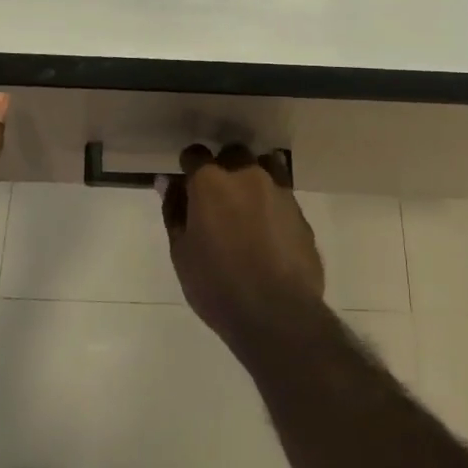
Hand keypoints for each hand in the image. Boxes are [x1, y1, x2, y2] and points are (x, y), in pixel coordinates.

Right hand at [160, 144, 323, 345]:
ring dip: (253, 176)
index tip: (186, 183)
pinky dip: (272, 202)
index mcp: (211, 182)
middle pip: (233, 153)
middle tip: (217, 197)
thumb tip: (168, 183)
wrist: (277, 314)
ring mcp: (279, 191)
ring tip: (247, 205)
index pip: (195, 154)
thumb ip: (174, 211)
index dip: (188, 165)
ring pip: (265, 165)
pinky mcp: (300, 212)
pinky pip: (283, 193)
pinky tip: (268, 229)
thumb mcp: (182, 252)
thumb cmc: (217, 285)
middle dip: (223, 166)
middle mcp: (247, 176)